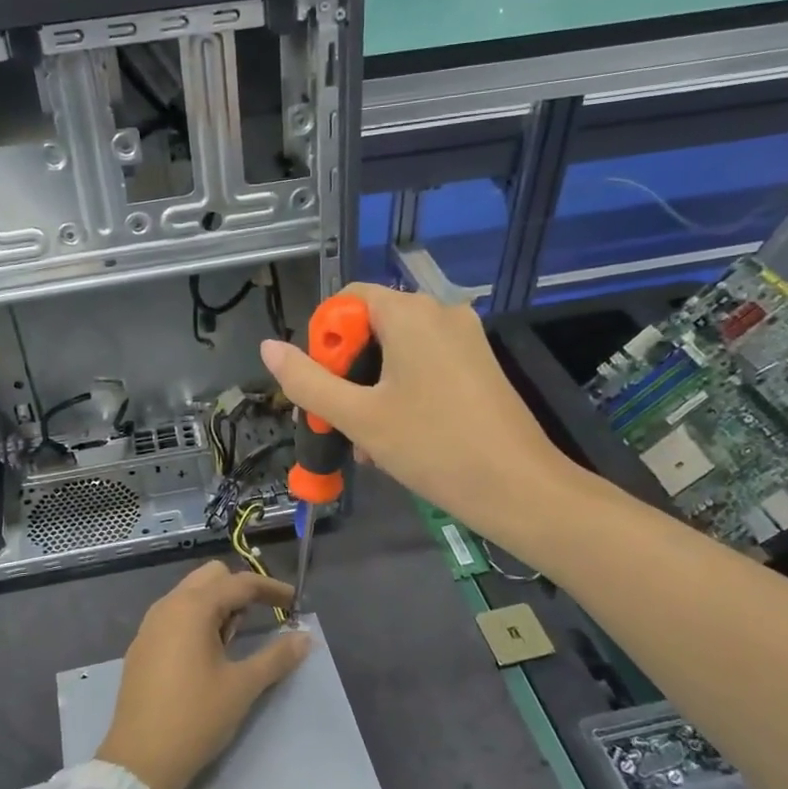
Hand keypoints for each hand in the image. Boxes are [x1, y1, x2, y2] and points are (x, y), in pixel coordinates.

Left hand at [95, 562, 310, 788]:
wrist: (140, 760)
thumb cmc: (196, 717)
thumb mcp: (243, 686)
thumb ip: (277, 656)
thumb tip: (306, 638)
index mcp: (192, 608)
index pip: (239, 582)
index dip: (271, 588)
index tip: (295, 602)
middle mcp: (168, 606)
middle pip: (211, 577)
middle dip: (240, 590)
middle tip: (260, 619)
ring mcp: (150, 625)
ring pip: (190, 595)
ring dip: (218, 605)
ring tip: (235, 640)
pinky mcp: (142, 646)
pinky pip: (175, 615)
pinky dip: (197, 620)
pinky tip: (207, 654)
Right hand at [259, 283, 576, 541]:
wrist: (518, 488)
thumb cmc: (433, 446)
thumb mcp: (358, 416)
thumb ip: (307, 381)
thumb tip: (269, 347)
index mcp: (411, 313)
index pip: (348, 300)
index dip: (324, 339)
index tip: (321, 386)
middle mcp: (441, 313)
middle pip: (372, 327)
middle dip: (347, 373)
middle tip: (338, 421)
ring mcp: (466, 340)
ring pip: (397, 354)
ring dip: (371, 391)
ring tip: (365, 443)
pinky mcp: (479, 366)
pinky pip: (425, 368)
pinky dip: (401, 395)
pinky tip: (394, 440)